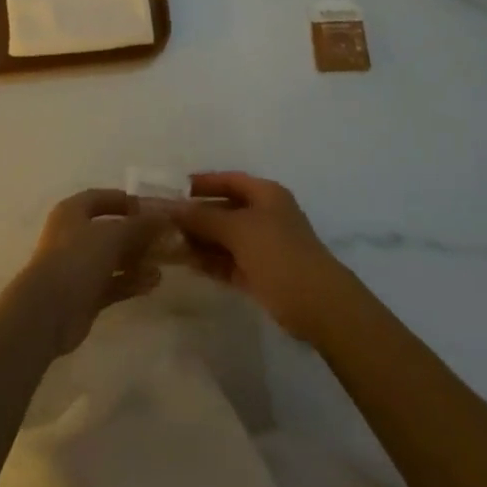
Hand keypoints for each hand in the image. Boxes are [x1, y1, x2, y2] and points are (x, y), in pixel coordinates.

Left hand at [2, 189, 167, 358]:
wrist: (48, 311)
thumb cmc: (77, 259)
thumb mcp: (112, 235)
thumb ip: (139, 225)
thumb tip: (164, 216)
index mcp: (72, 212)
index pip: (100, 198)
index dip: (124, 200)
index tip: (150, 208)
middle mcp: (73, 235)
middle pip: (109, 229)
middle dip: (136, 233)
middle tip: (164, 238)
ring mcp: (78, 267)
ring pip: (112, 258)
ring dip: (137, 259)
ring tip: (163, 262)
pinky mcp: (85, 295)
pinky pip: (113, 283)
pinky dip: (131, 281)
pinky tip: (154, 283)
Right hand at [171, 172, 348, 339]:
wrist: (320, 306)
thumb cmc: (279, 254)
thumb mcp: (238, 230)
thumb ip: (204, 218)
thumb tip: (173, 208)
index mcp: (266, 194)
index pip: (229, 180)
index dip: (202, 183)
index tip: (174, 190)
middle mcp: (266, 215)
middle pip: (226, 209)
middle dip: (198, 215)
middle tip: (166, 222)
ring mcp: (265, 246)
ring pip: (226, 238)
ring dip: (201, 240)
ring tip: (170, 245)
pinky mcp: (262, 274)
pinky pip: (231, 261)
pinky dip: (212, 261)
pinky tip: (189, 264)